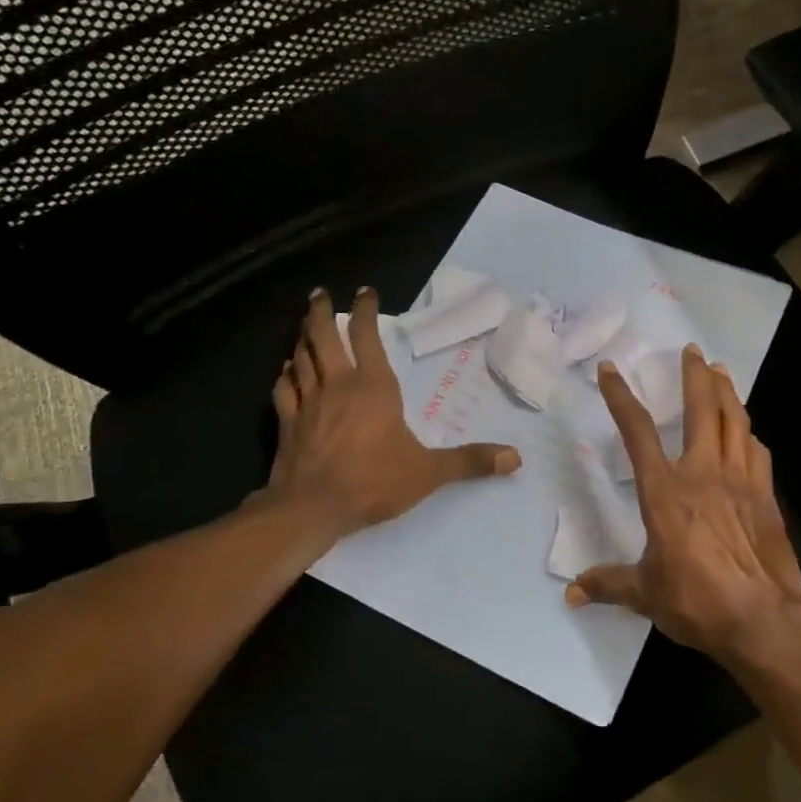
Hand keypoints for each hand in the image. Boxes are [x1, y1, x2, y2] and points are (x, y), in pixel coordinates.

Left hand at [266, 288, 520, 537]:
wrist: (312, 509)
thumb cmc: (373, 482)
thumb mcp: (430, 473)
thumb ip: (470, 462)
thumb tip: (516, 458)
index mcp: (374, 388)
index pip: (367, 337)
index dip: (366, 311)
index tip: (365, 292)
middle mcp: (338, 386)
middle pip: (323, 337)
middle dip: (321, 312)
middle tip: (320, 293)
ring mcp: (308, 403)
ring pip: (301, 358)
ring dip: (302, 338)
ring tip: (305, 325)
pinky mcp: (287, 424)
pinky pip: (284, 391)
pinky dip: (285, 376)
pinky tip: (286, 371)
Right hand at [566, 344, 800, 669]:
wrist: (762, 618)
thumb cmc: (696, 601)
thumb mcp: (645, 593)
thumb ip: (609, 584)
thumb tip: (572, 593)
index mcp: (665, 491)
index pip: (637, 432)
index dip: (621, 397)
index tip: (612, 370)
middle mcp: (703, 474)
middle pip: (701, 410)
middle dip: (695, 376)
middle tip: (692, 351)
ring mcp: (740, 482)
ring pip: (736, 422)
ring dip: (728, 393)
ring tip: (722, 372)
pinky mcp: (766, 497)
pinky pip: (757, 453)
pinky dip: (749, 435)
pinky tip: (749, 432)